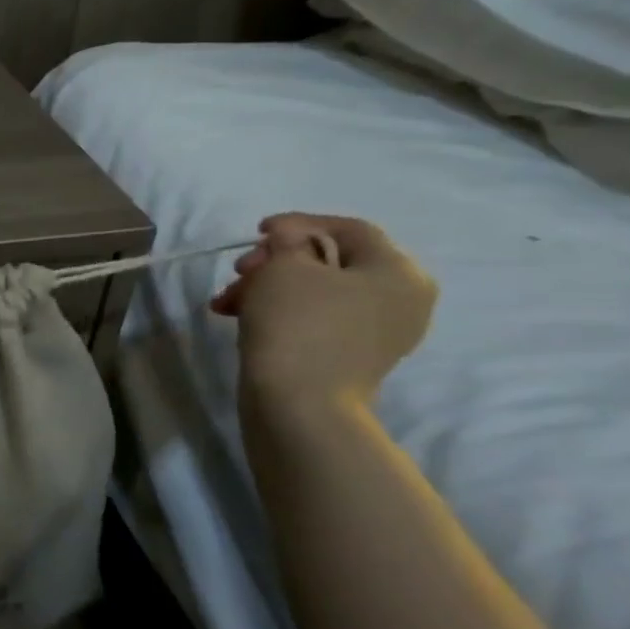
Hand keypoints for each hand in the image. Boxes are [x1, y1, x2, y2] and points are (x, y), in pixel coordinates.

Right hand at [210, 213, 436, 404]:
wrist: (298, 405)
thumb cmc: (296, 324)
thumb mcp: (285, 266)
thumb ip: (288, 240)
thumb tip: (289, 238)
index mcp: (398, 272)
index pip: (349, 229)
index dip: (298, 223)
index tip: (256, 231)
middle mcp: (401, 300)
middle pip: (331, 261)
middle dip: (277, 261)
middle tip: (239, 270)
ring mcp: (378, 333)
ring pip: (317, 292)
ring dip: (269, 287)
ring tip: (228, 300)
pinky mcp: (352, 357)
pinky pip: (316, 319)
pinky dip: (281, 312)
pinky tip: (241, 316)